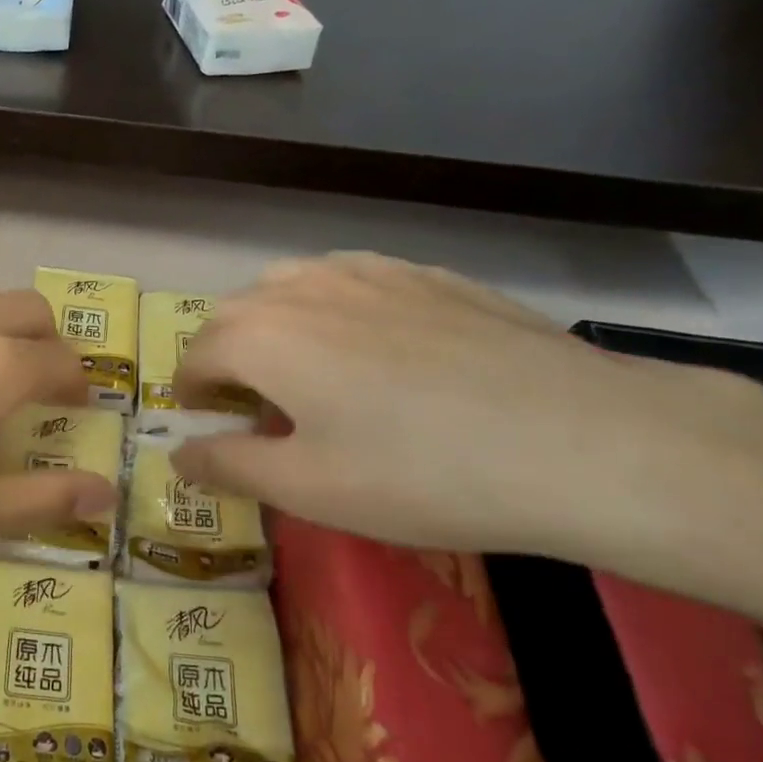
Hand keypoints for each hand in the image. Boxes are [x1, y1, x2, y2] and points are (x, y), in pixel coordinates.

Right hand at [171, 253, 762, 564]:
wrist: (583, 440)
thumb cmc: (422, 473)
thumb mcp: (308, 489)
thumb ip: (228, 466)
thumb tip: (178, 455)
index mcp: (261, 336)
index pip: (197, 356)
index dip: (192, 393)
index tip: (206, 424)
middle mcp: (302, 287)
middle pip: (237, 315)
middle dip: (228, 357)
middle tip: (256, 409)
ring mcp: (368, 272)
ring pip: (292, 287)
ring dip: (276, 325)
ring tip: (308, 372)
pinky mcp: (426, 274)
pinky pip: (351, 282)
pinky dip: (334, 310)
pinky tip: (377, 350)